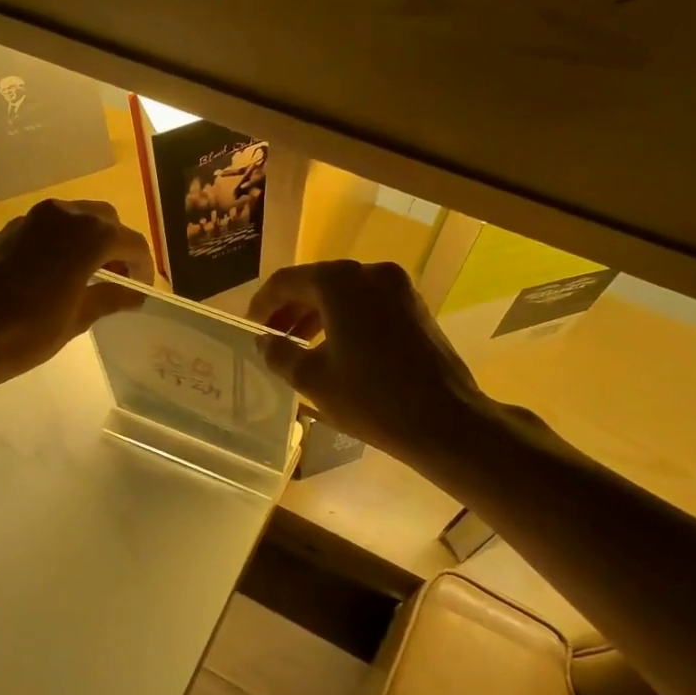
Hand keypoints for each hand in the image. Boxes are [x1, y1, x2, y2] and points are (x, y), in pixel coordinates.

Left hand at [0, 199, 154, 390]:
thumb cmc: (28, 330)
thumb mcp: (77, 318)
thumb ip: (110, 298)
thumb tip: (134, 294)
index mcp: (89, 235)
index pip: (131, 242)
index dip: (143, 266)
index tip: (142, 290)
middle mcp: (63, 215)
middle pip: (104, 220)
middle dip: (117, 246)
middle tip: (118, 279)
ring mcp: (31, 219)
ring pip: (74, 219)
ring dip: (88, 241)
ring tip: (89, 276)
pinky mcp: (7, 229)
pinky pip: (47, 228)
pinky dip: (61, 243)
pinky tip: (55, 274)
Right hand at [248, 260, 484, 459]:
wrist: (446, 421)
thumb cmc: (371, 398)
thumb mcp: (312, 379)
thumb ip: (280, 353)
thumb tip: (264, 342)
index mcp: (340, 282)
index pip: (287, 281)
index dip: (263, 303)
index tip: (250, 327)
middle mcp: (370, 273)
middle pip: (317, 283)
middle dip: (290, 310)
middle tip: (271, 338)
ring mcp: (398, 288)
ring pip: (344, 294)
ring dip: (316, 315)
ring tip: (297, 346)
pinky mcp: (415, 308)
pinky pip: (368, 304)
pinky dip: (344, 319)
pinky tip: (333, 348)